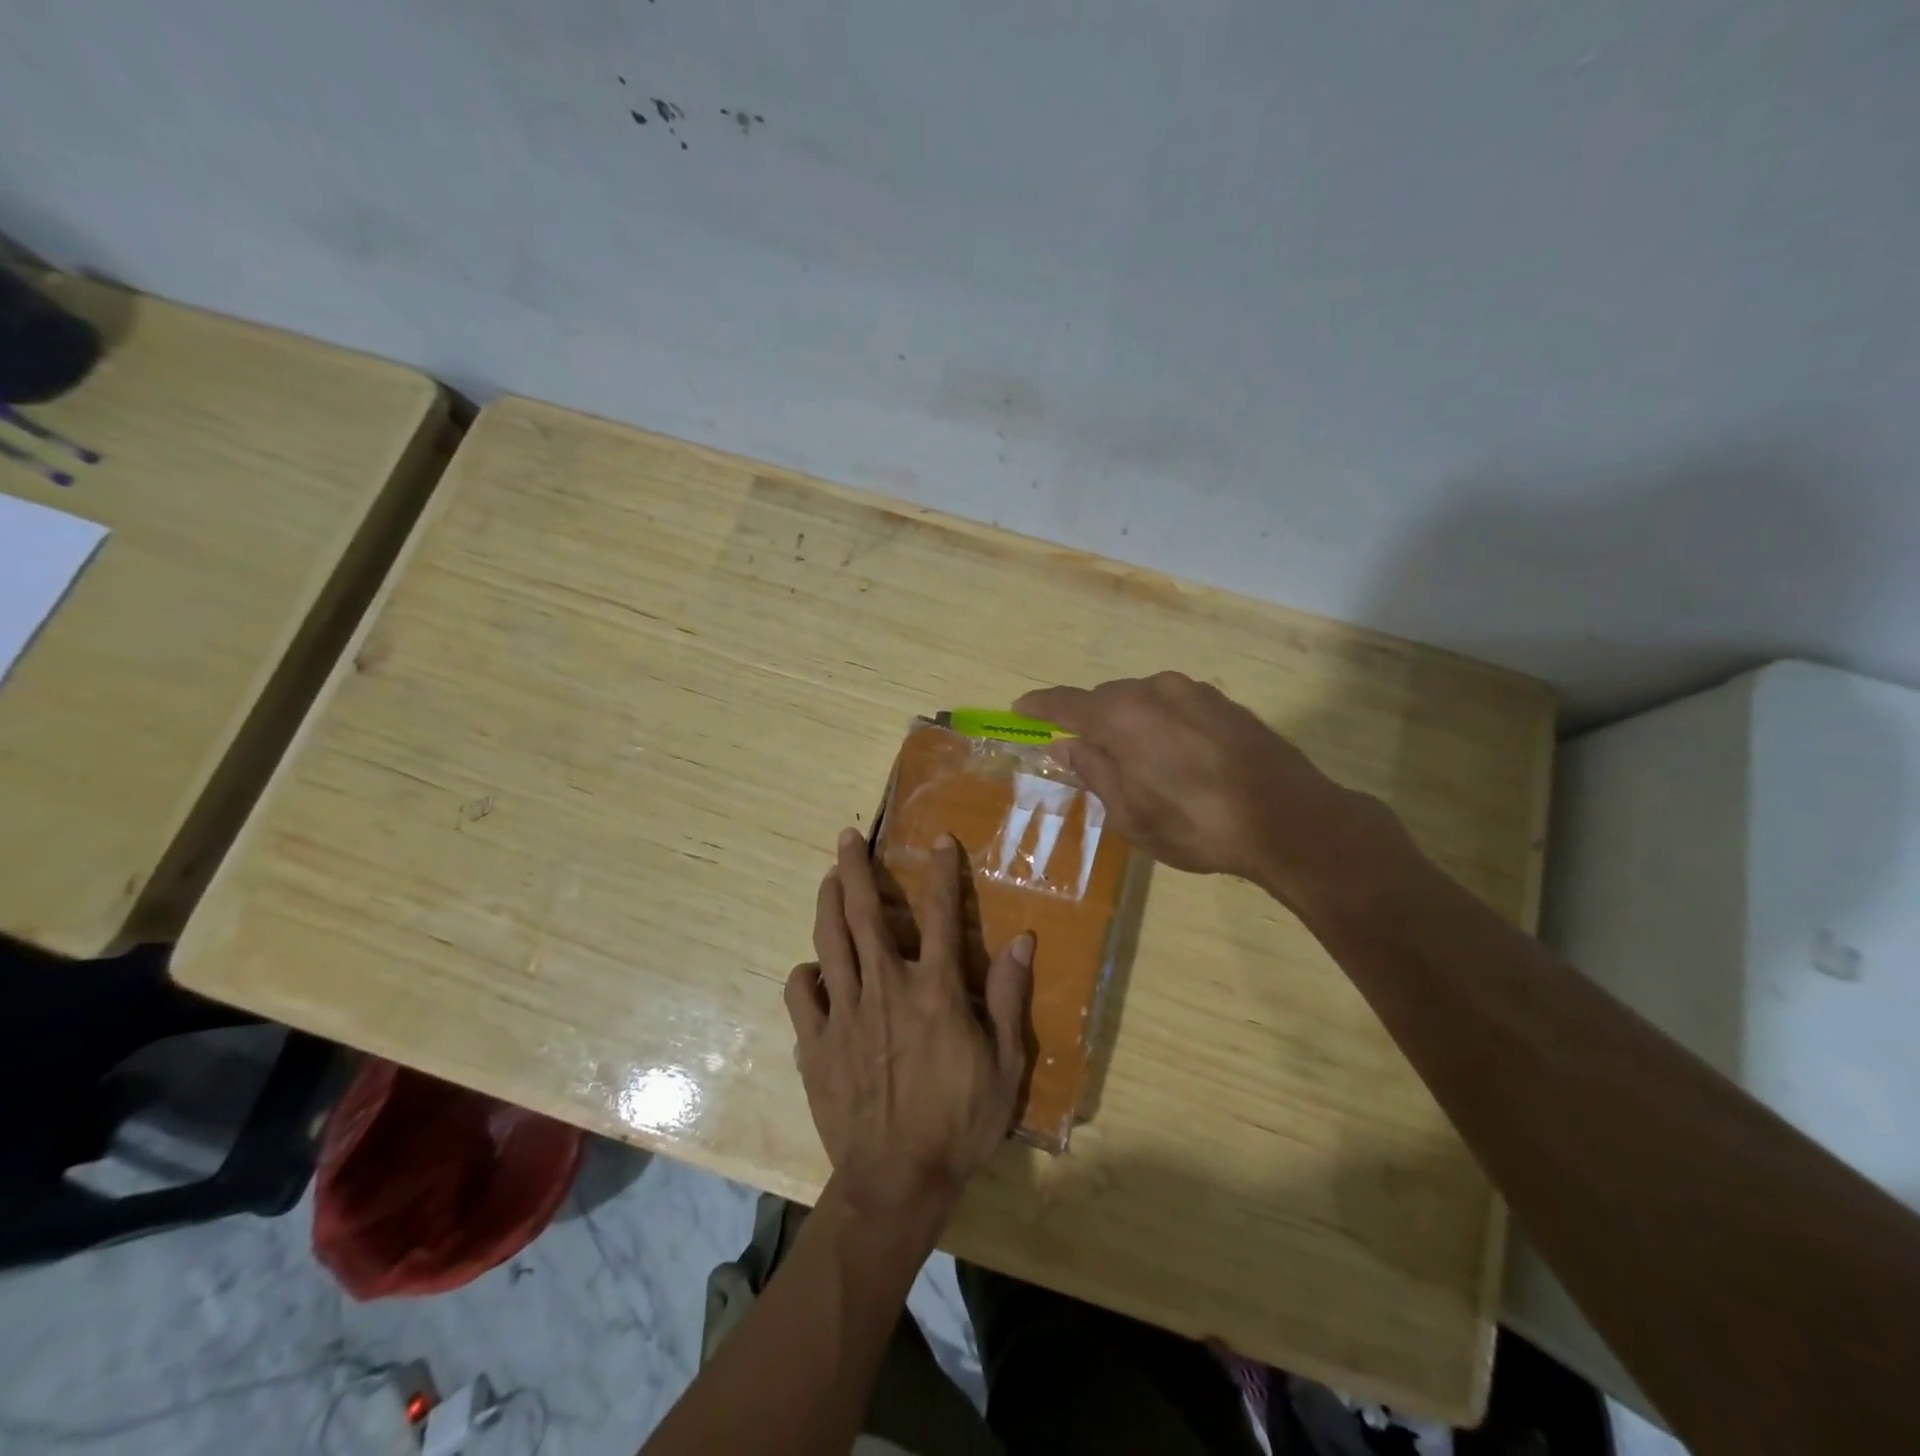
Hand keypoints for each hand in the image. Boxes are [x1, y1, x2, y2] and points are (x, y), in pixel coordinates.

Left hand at [785, 829, 1033, 1219]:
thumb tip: (1023, 940)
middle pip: (865, 914)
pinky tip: (813, 970)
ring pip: (829, 942)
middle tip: (846, 838)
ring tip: (828, 879)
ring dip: (827, 903)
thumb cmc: (959, 1122)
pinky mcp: (816, 1043)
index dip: (942, 872)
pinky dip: (805, 974)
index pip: (939, 915)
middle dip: (857, 869)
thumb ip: (1007, 996)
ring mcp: (845, 1013)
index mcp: (934, 990)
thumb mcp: (1004, 1064)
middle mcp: (885, 988)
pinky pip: (801, 995)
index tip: (940, 840)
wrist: (897, 1182)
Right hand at [1015, 672, 1395, 911]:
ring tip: (1136, 765)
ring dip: (1129, 724)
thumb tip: (1066, 747)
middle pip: (1106, 699)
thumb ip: (1093, 772)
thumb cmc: (1196, 824)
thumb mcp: (1130, 814)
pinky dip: (1161, 725)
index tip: (1019, 710)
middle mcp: (1155, 690)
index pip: (1066, 703)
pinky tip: (1176, 759)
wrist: (1290, 820)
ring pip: (1143, 701)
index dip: (1039, 707)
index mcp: (1123, 716)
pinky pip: (1175, 706)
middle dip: (1089, 722)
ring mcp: (1195, 692)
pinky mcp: (1225, 703)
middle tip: (1084, 756)